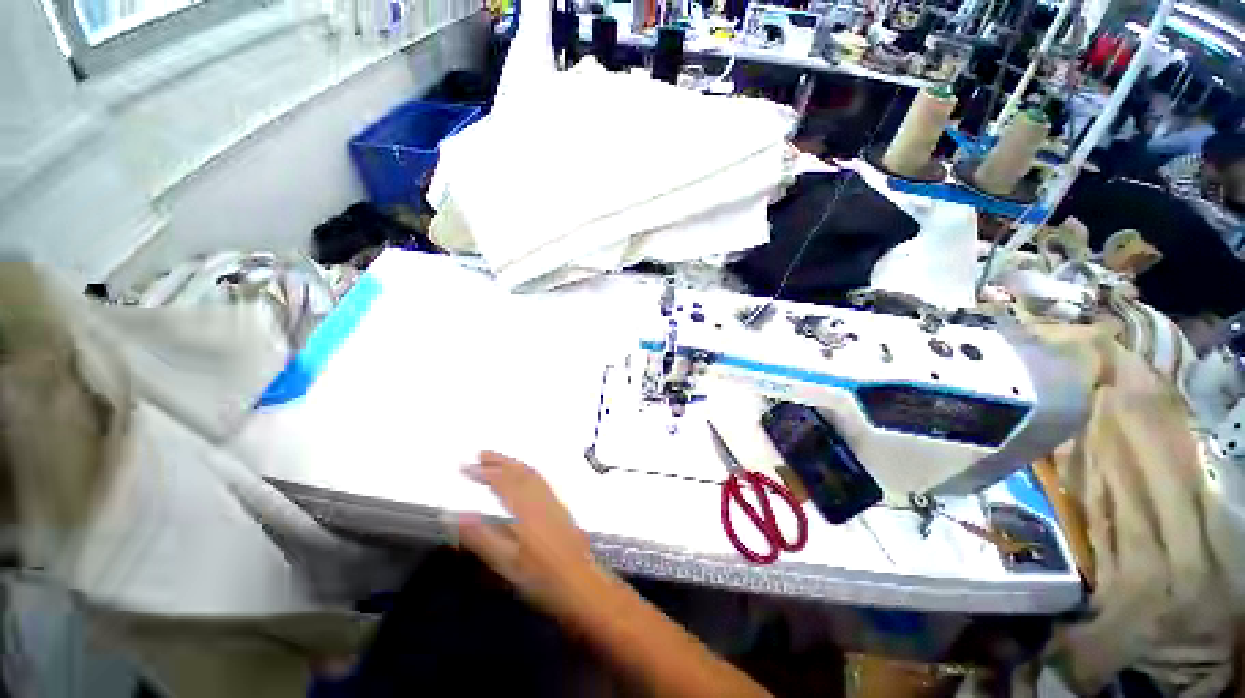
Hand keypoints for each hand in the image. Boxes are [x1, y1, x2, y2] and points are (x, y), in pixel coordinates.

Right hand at [456, 451, 608, 622]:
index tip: (464, 466)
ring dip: (513, 464)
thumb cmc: (541, 577)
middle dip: (499, 461)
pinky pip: (540, 480)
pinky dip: (527, 472)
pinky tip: (524, 478)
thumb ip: (480, 537)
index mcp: (526, 508)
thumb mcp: (506, 562)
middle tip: (481, 454)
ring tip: (498, 460)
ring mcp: (553, 501)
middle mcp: (541, 498)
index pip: (502, 482)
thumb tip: (454, 514)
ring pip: (532, 474)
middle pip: (519, 472)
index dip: (483, 472)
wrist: (581, 582)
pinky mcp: (561, 507)